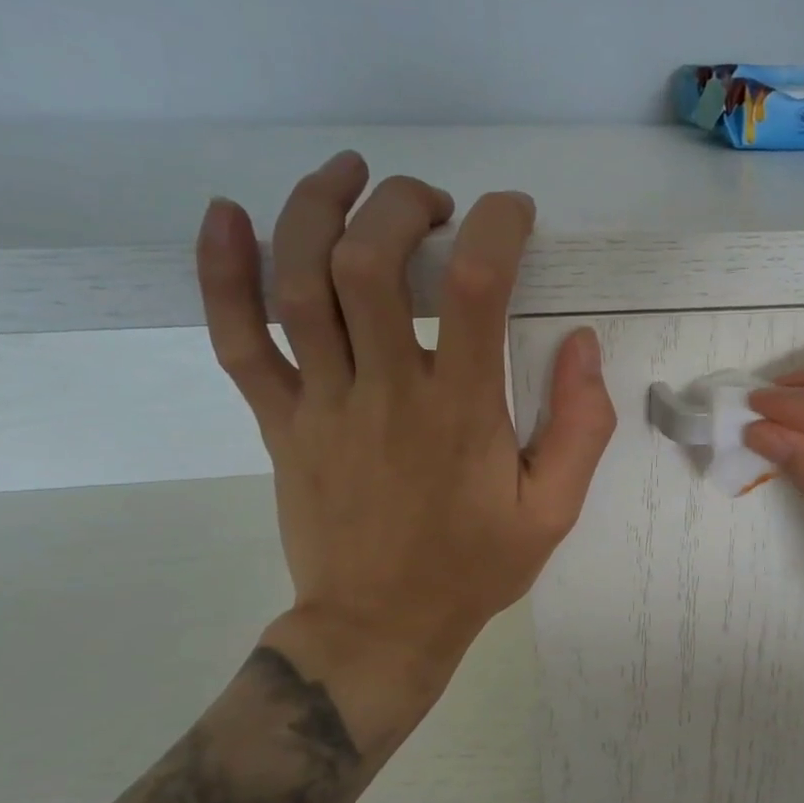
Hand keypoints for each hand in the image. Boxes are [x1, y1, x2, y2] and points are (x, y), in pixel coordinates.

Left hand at [195, 152, 615, 755]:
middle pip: (370, 263)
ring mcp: (321, 404)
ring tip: (350, 172)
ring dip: (317, 209)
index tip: (513, 212)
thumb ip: (580, 426)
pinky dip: (221, 273)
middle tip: (434, 205)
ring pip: (298, 285)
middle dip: (402, 205)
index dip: (497, 227)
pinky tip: (226, 214)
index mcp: (462, 412)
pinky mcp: (278, 421)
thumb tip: (582, 342)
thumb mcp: (553, 511)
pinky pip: (237, 340)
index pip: (478, 288)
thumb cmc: (473, 569)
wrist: (377, 630)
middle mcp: (386, 392)